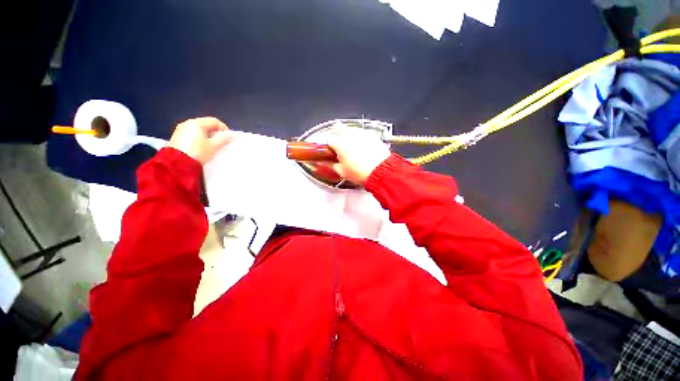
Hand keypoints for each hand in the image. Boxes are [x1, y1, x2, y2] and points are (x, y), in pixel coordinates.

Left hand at [169, 117, 233, 163]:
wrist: (178, 164)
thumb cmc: (198, 152)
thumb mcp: (214, 146)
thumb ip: (224, 139)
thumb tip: (231, 135)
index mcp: (197, 123)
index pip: (215, 121)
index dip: (224, 129)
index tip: (229, 138)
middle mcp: (187, 123)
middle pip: (206, 124)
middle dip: (215, 132)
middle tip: (222, 142)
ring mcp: (180, 129)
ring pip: (198, 129)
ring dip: (207, 135)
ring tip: (213, 145)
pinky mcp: (177, 137)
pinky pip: (192, 134)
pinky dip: (199, 138)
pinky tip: (202, 147)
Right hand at [324, 124, 390, 185]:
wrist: (381, 172)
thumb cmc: (362, 172)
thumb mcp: (342, 171)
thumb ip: (330, 165)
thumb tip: (325, 163)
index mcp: (339, 143)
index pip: (328, 139)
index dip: (327, 145)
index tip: (328, 150)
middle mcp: (350, 135)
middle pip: (338, 127)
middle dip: (335, 134)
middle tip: (337, 144)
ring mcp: (362, 133)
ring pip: (350, 128)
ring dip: (347, 134)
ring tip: (350, 146)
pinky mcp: (372, 135)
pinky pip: (362, 132)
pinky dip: (359, 137)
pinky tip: (361, 146)